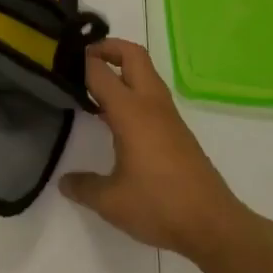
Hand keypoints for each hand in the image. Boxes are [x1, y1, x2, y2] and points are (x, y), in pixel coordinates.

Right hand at [60, 39, 257, 263]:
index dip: (79, 61)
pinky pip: (151, 93)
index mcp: (130, 111)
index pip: (100, 71)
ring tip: (95, 86)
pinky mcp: (177, 129)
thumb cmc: (159, 205)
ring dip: (122, 68)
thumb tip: (64, 182)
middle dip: (107, 48)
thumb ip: (84, 187)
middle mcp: (150, 104)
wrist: (213, 224)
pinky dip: (132, 89)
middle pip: (132, 55)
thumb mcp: (112, 202)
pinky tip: (116, 116)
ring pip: (145, 72)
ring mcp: (167, 115)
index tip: (59, 60)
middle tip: (82, 60)